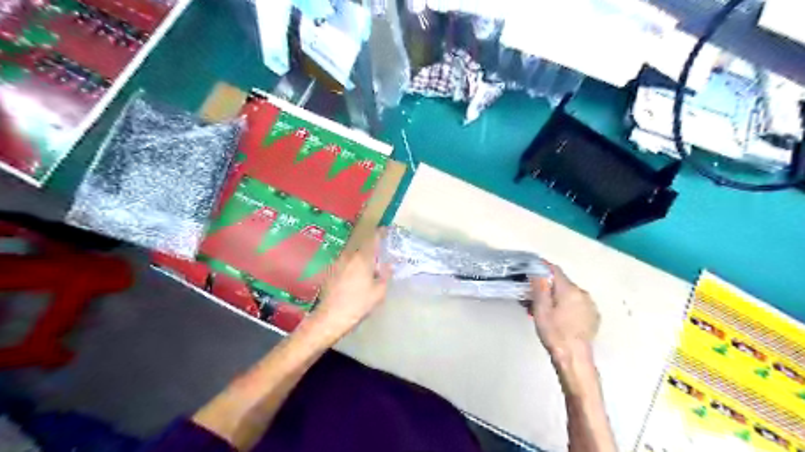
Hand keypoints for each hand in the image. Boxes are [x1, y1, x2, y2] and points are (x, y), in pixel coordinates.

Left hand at [307, 231, 391, 339]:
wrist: (331, 317)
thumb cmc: (358, 304)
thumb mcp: (379, 291)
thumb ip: (386, 275)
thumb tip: (389, 265)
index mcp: (362, 258)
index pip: (373, 238)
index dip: (380, 233)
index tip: (386, 230)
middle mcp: (348, 256)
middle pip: (362, 246)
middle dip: (371, 249)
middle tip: (379, 257)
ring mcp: (337, 263)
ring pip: (352, 255)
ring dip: (360, 258)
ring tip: (367, 269)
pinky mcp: (329, 272)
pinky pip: (345, 264)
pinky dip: (352, 266)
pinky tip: (354, 278)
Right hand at [533, 265, 598, 359]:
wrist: (574, 358)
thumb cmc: (554, 333)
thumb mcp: (541, 309)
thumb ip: (540, 288)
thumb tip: (538, 271)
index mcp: (569, 290)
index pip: (555, 270)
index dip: (543, 267)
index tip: (532, 268)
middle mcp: (583, 293)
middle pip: (562, 283)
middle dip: (548, 286)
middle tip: (533, 296)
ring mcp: (590, 305)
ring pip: (570, 294)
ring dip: (557, 296)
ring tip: (545, 310)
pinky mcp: (593, 316)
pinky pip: (577, 303)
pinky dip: (567, 305)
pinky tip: (559, 317)